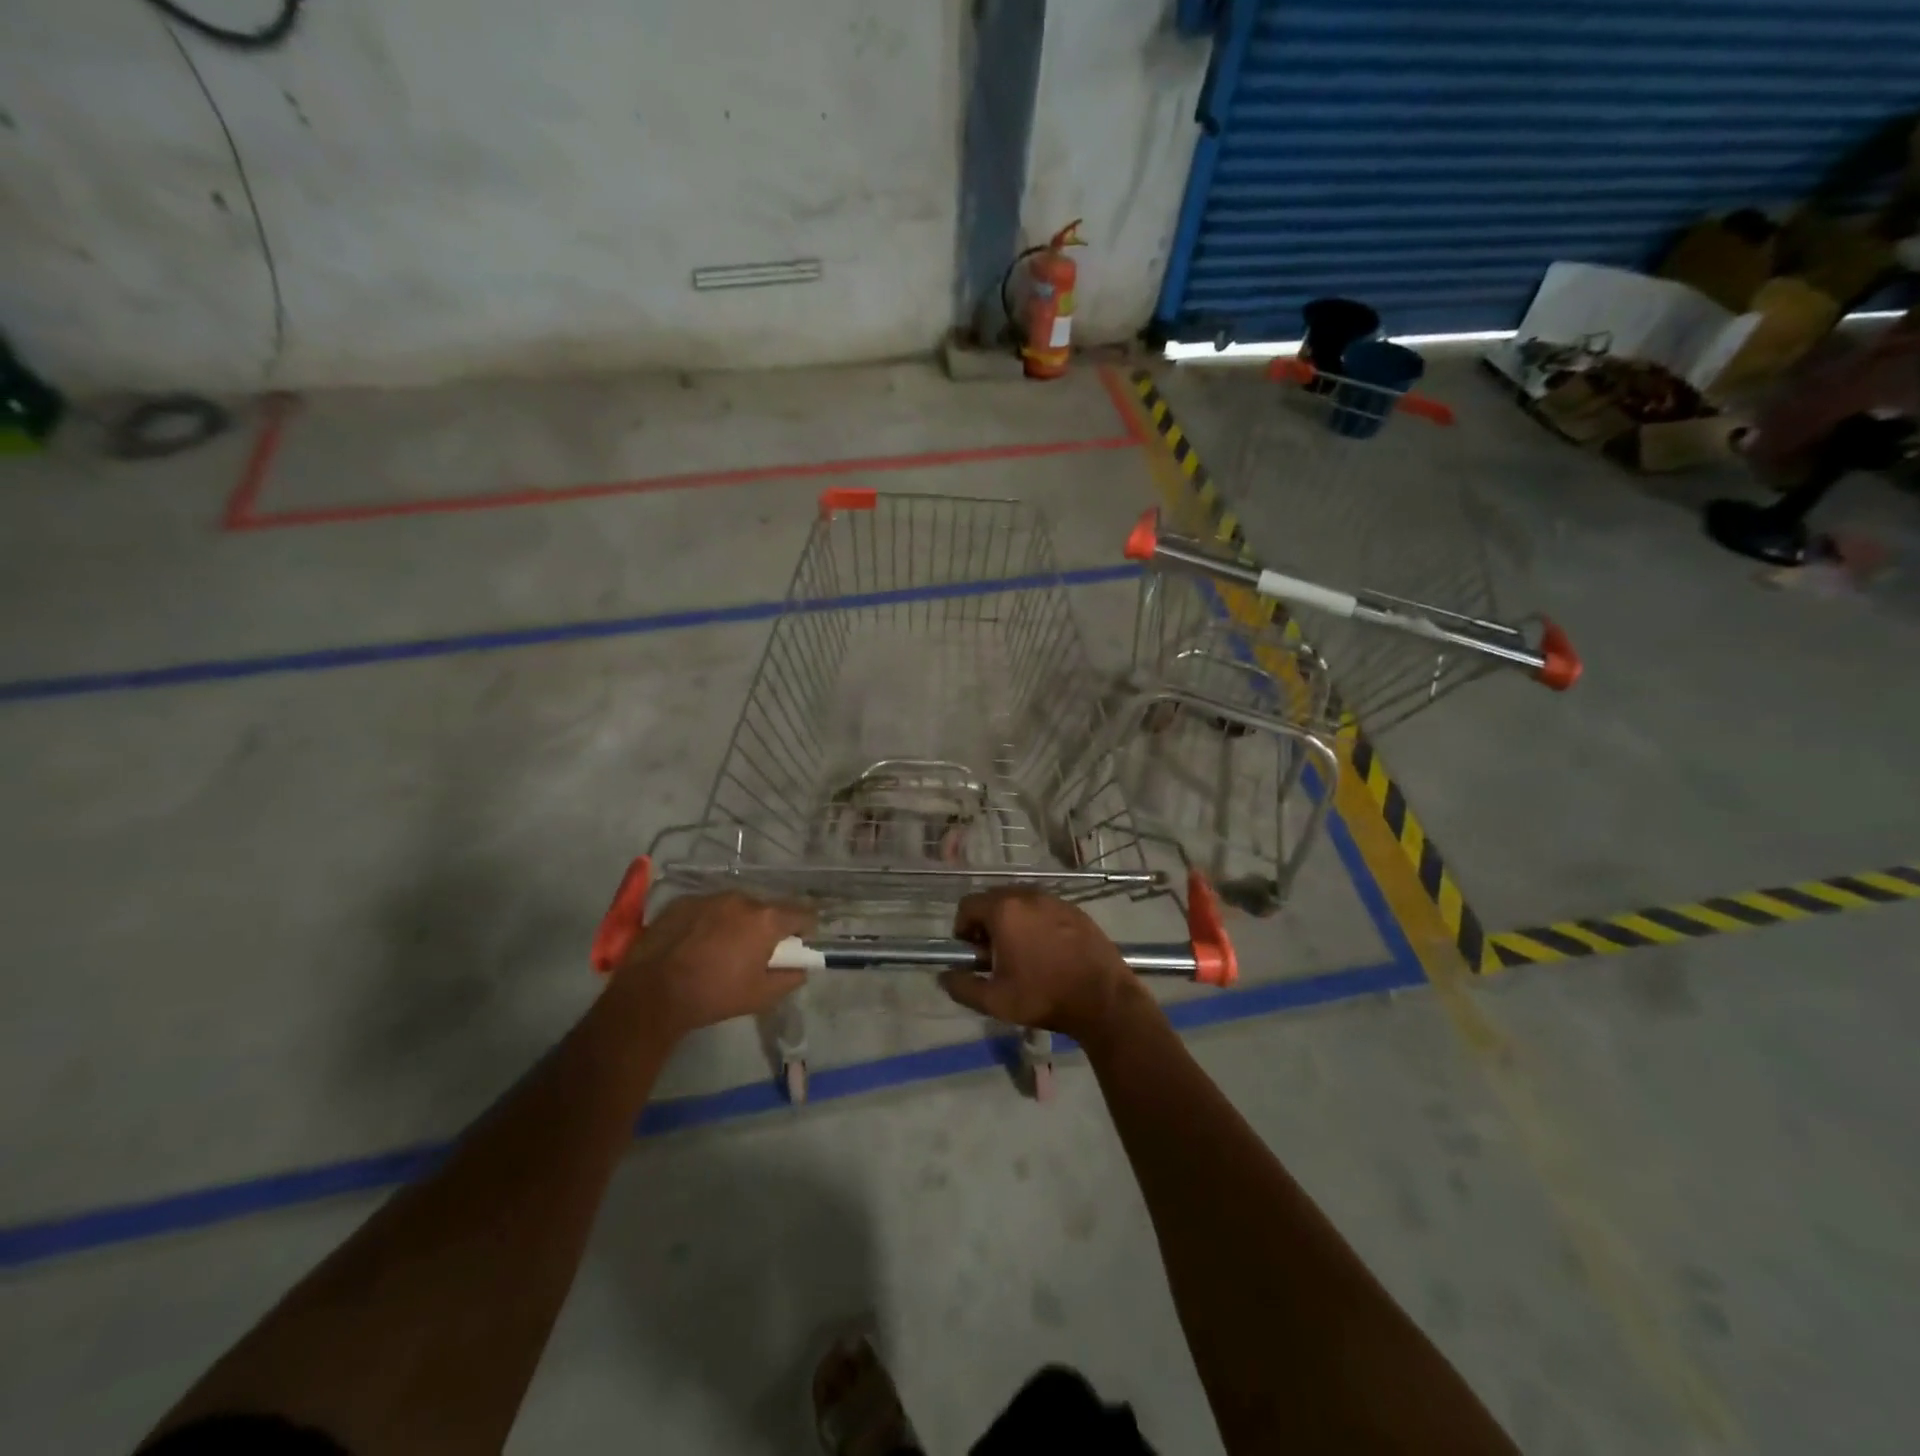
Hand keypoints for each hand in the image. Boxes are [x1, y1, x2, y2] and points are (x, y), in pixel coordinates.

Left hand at [609, 893, 813, 1040]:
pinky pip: (707, 908)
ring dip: (737, 922)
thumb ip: (790, 978)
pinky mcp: (682, 901)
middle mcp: (741, 899)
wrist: (652, 994)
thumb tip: (801, 968)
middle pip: (767, 908)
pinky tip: (695, 944)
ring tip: (720, 949)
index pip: (802, 913)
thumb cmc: (713, 995)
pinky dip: (709, 922)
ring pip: (735, 907)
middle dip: (766, 927)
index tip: (797, 945)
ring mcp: (710, 897)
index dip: (805, 929)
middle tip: (755, 953)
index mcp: (766, 919)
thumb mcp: (761, 996)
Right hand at [937, 890, 1145, 1043]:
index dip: (962, 928)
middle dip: (986, 923)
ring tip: (1020, 953)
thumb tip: (944, 976)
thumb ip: (962, 986)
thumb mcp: (995, 1001)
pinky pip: (1044, 908)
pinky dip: (1036, 922)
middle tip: (993, 955)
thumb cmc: (1044, 996)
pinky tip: (1047, 950)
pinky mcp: (1075, 909)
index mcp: (1004, 910)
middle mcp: (1028, 895)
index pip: (968, 905)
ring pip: (1020, 902)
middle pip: (994, 899)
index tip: (971, 952)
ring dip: (1012, 921)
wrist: (1103, 998)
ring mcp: (1055, 900)